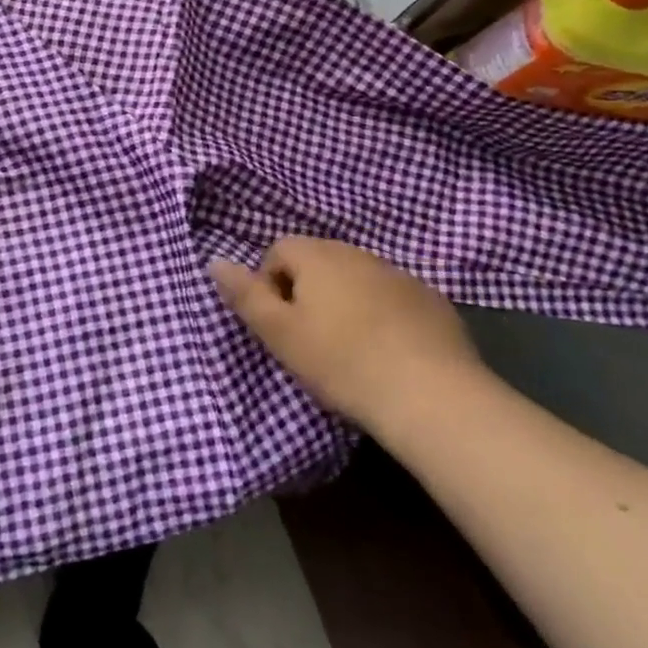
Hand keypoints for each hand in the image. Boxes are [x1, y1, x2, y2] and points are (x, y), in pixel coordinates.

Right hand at [209, 237, 489, 436]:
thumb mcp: (280, 334)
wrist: (432, 395)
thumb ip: (245, 295)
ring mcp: (399, 274)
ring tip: (350, 349)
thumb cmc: (342, 362)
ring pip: (356, 279)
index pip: (278, 251)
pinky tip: (388, 353)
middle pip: (318, 261)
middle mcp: (357, 252)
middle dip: (308, 293)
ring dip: (346, 302)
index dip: (271, 287)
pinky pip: (392, 298)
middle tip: (310, 340)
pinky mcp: (432, 300)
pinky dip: (383, 316)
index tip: (280, 326)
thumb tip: (214, 260)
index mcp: (317, 255)